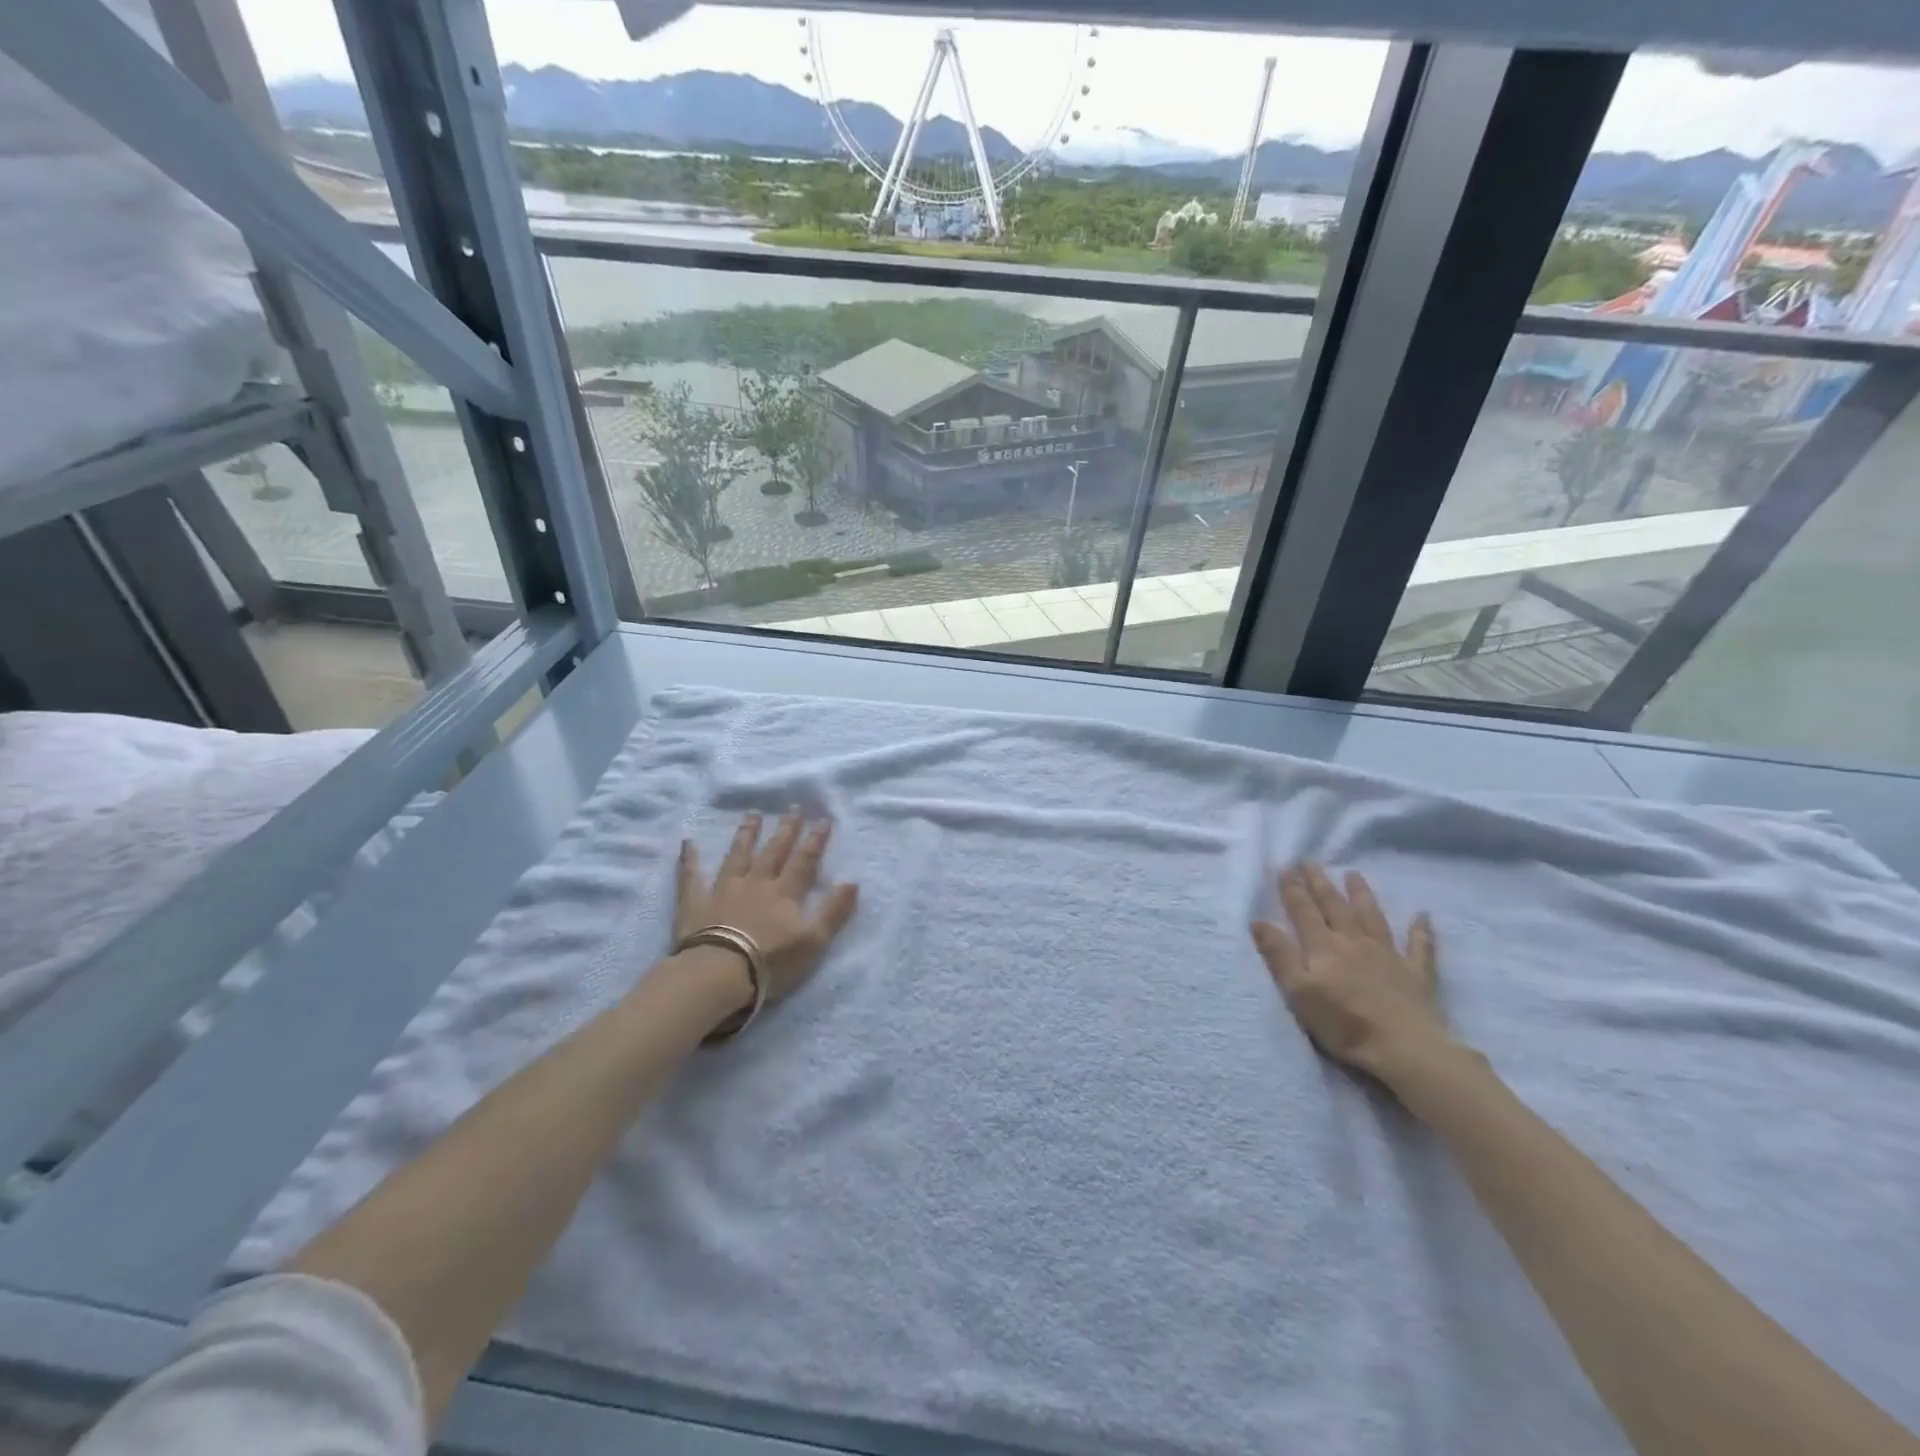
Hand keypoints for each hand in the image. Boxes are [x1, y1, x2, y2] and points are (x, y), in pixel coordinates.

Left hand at [674, 811, 859, 1005]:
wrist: (719, 974)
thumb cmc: (771, 961)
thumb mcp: (813, 941)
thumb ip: (834, 911)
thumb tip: (853, 882)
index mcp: (784, 893)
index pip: (804, 861)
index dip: (815, 840)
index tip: (823, 819)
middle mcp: (756, 883)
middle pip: (773, 851)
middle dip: (785, 829)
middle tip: (793, 807)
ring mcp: (724, 890)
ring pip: (738, 856)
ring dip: (746, 834)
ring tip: (752, 814)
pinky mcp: (696, 903)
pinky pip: (691, 877)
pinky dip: (690, 860)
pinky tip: (688, 843)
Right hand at [1251, 864, 1451, 1083]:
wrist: (1405, 1048)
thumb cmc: (1343, 1023)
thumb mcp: (1298, 991)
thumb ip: (1279, 954)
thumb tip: (1258, 920)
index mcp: (1323, 947)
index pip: (1303, 911)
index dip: (1292, 889)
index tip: (1284, 867)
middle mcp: (1354, 941)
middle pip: (1334, 906)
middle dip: (1320, 883)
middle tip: (1310, 861)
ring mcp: (1388, 955)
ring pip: (1372, 916)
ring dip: (1362, 894)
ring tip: (1353, 874)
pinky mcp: (1415, 973)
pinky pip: (1419, 946)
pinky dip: (1421, 930)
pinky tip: (1423, 915)